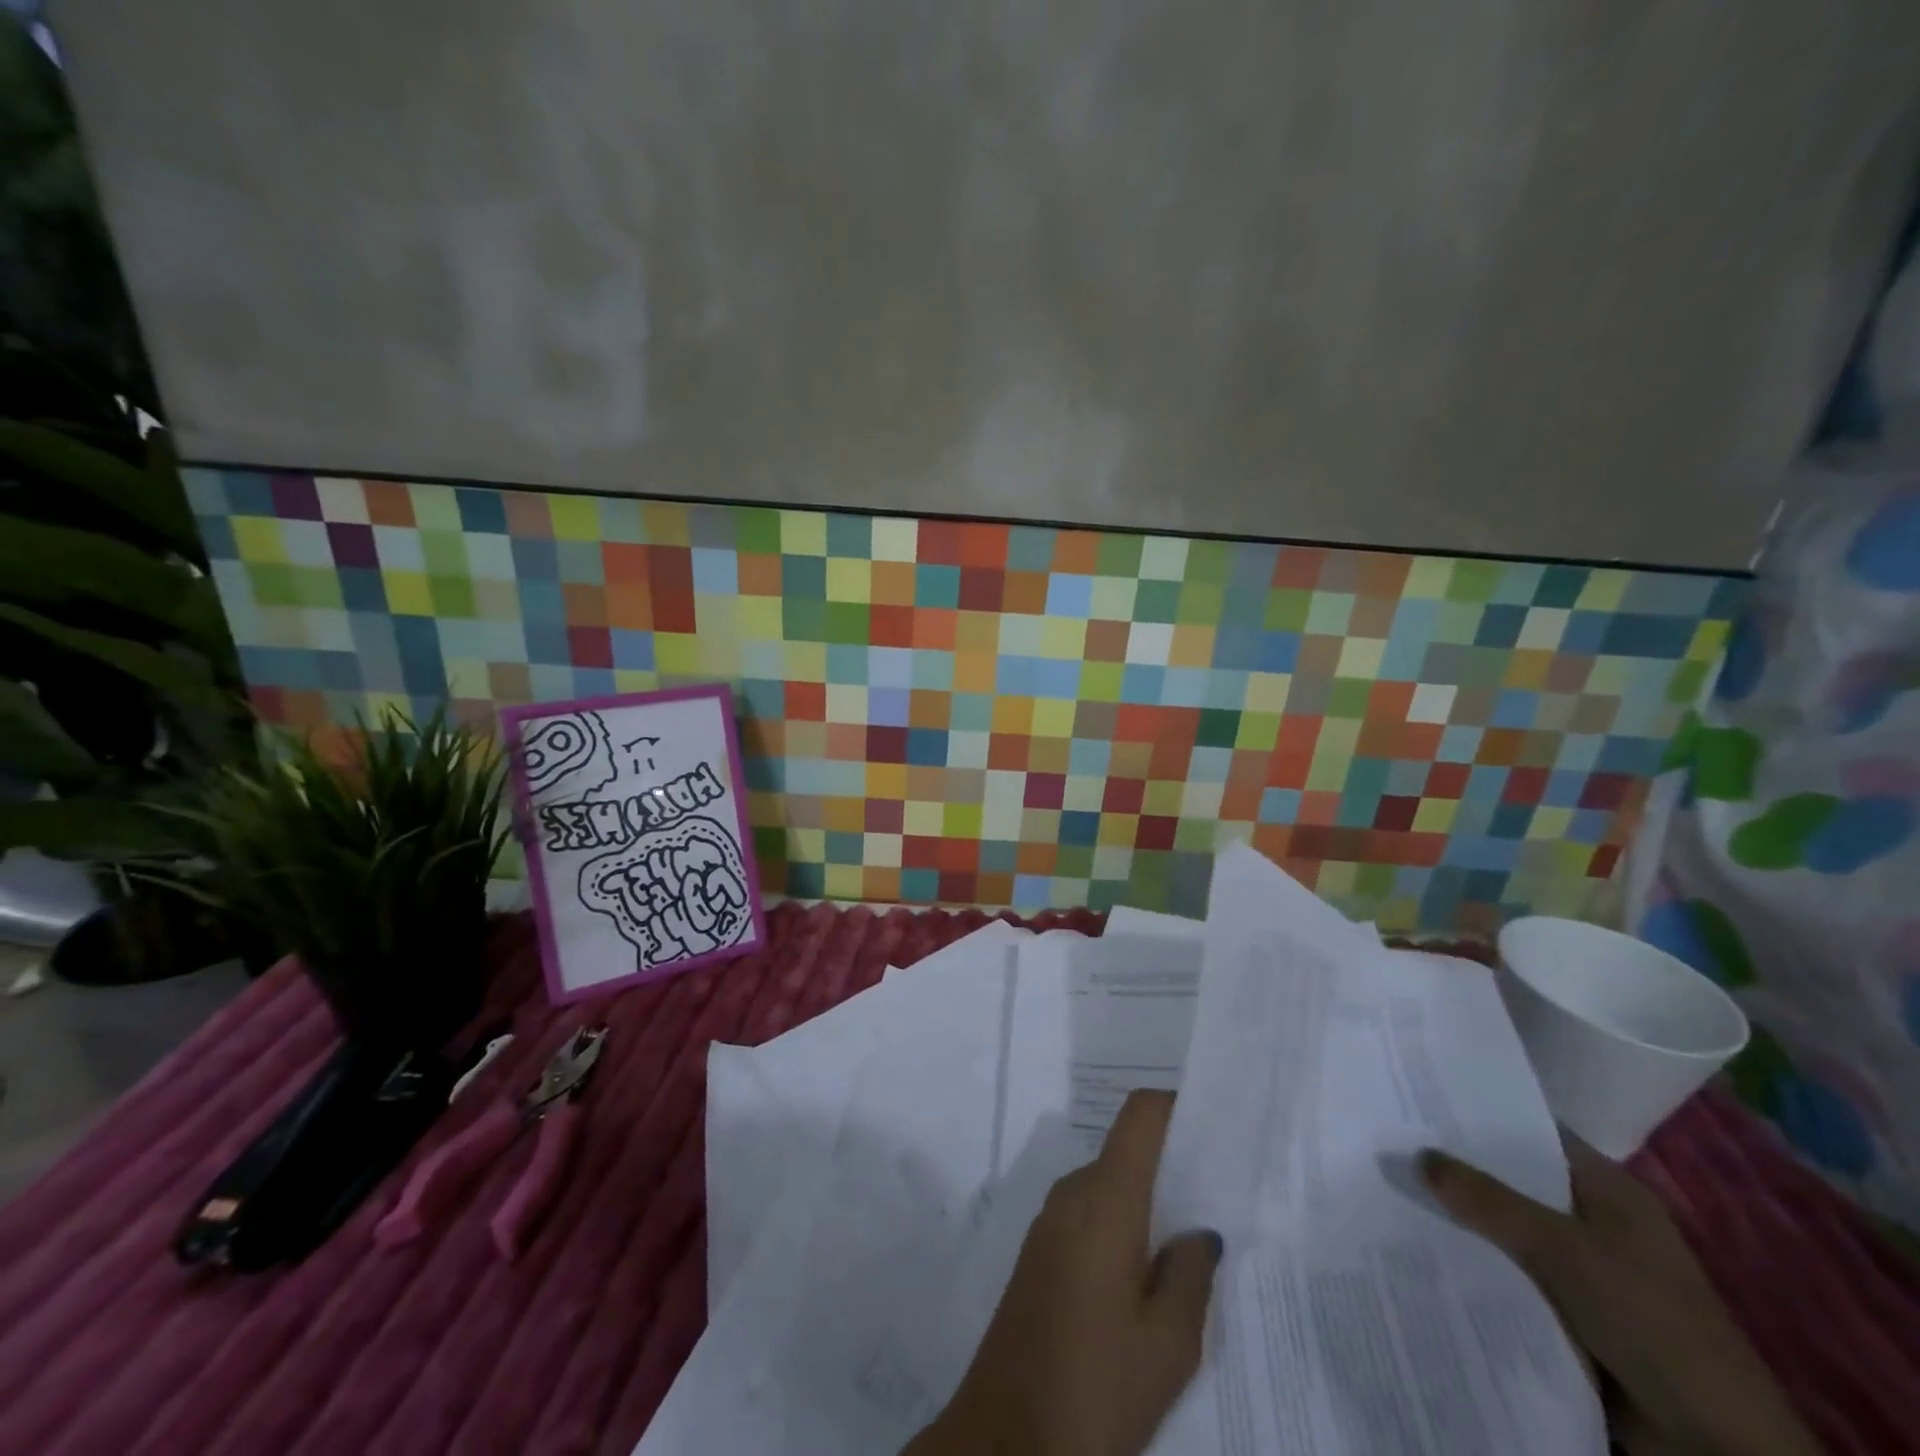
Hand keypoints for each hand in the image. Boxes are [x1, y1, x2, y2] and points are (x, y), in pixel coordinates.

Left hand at [907, 1090, 1222, 1455]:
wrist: (1003, 1438)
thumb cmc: (1095, 1385)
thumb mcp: (1167, 1344)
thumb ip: (1191, 1275)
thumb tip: (1199, 1232)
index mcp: (1105, 1199)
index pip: (1139, 1117)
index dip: (1175, 1106)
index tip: (1214, 1124)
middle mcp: (1073, 1193)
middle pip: (1127, 1152)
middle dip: (1171, 1166)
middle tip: (1220, 1199)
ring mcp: (1049, 1221)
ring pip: (1109, 1187)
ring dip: (1147, 1203)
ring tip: (1193, 1245)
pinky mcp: (1038, 1251)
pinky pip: (1089, 1215)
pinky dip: (1122, 1226)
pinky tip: (1147, 1278)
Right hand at [1420, 1140, 1823, 1455]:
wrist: (1714, 1445)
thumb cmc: (1647, 1319)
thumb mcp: (1561, 1248)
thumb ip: (1487, 1199)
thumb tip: (1417, 1154)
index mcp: (1608, 1190)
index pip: (1532, 1132)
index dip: (1479, 1113)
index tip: (1417, 1095)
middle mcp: (1595, 1220)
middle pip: (1514, 1181)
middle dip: (1458, 1166)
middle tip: (1390, 1139)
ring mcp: (1585, 1270)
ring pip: (1507, 1230)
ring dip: (1462, 1219)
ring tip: (1391, 1188)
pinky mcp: (1572, 1314)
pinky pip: (1512, 1274)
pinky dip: (1476, 1263)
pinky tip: (1424, 1248)